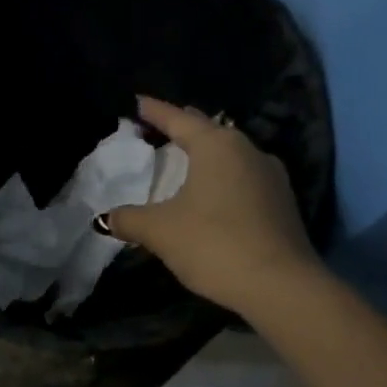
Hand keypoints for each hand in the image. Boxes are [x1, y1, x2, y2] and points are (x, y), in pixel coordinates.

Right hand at [105, 96, 316, 315]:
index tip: (138, 102)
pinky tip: (214, 194)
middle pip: (209, 131)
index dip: (155, 111)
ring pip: (231, 155)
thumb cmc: (213, 243)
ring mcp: (271, 176)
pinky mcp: (282, 203)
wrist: (280, 285)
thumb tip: (105, 219)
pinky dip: (223, 179)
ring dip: (207, 155)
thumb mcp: (160, 231)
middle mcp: (248, 150)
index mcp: (217, 145)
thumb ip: (129, 219)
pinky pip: (244, 179)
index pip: (179, 119)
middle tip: (160, 127)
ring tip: (187, 161)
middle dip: (184, 128)